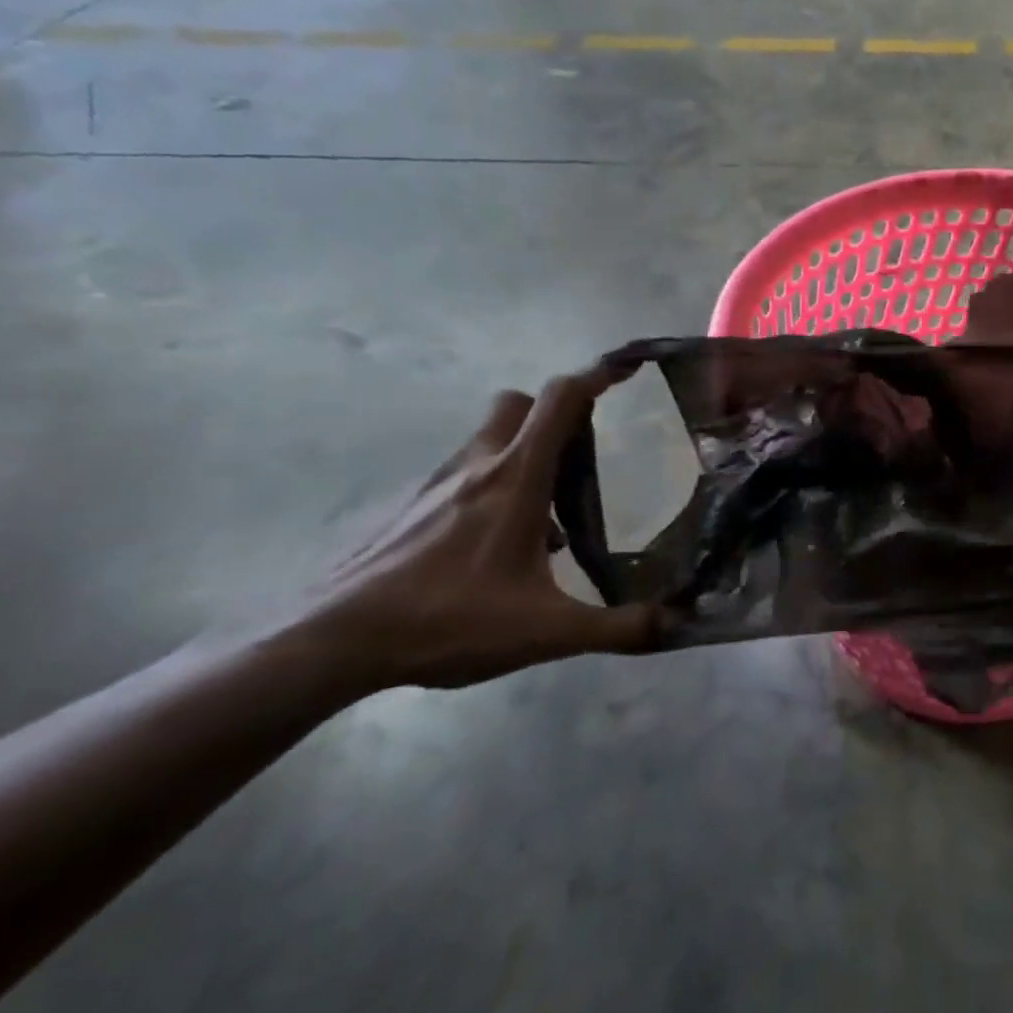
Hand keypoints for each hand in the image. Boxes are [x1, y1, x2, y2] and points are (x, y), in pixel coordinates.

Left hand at [302, 361, 664, 690]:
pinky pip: (466, 473)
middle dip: (555, 413)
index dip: (597, 376)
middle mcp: (478, 465)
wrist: (332, 643)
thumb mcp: (546, 631)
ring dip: (525, 452)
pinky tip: (500, 545)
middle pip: (521, 403)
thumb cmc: (447, 621)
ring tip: (547, 512)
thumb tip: (680, 624)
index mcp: (516, 477)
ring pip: (490, 437)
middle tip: (581, 456)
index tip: (628, 370)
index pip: (561, 399)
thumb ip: (618, 627)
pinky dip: (493, 485)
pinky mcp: (413, 507)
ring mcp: (439, 483)